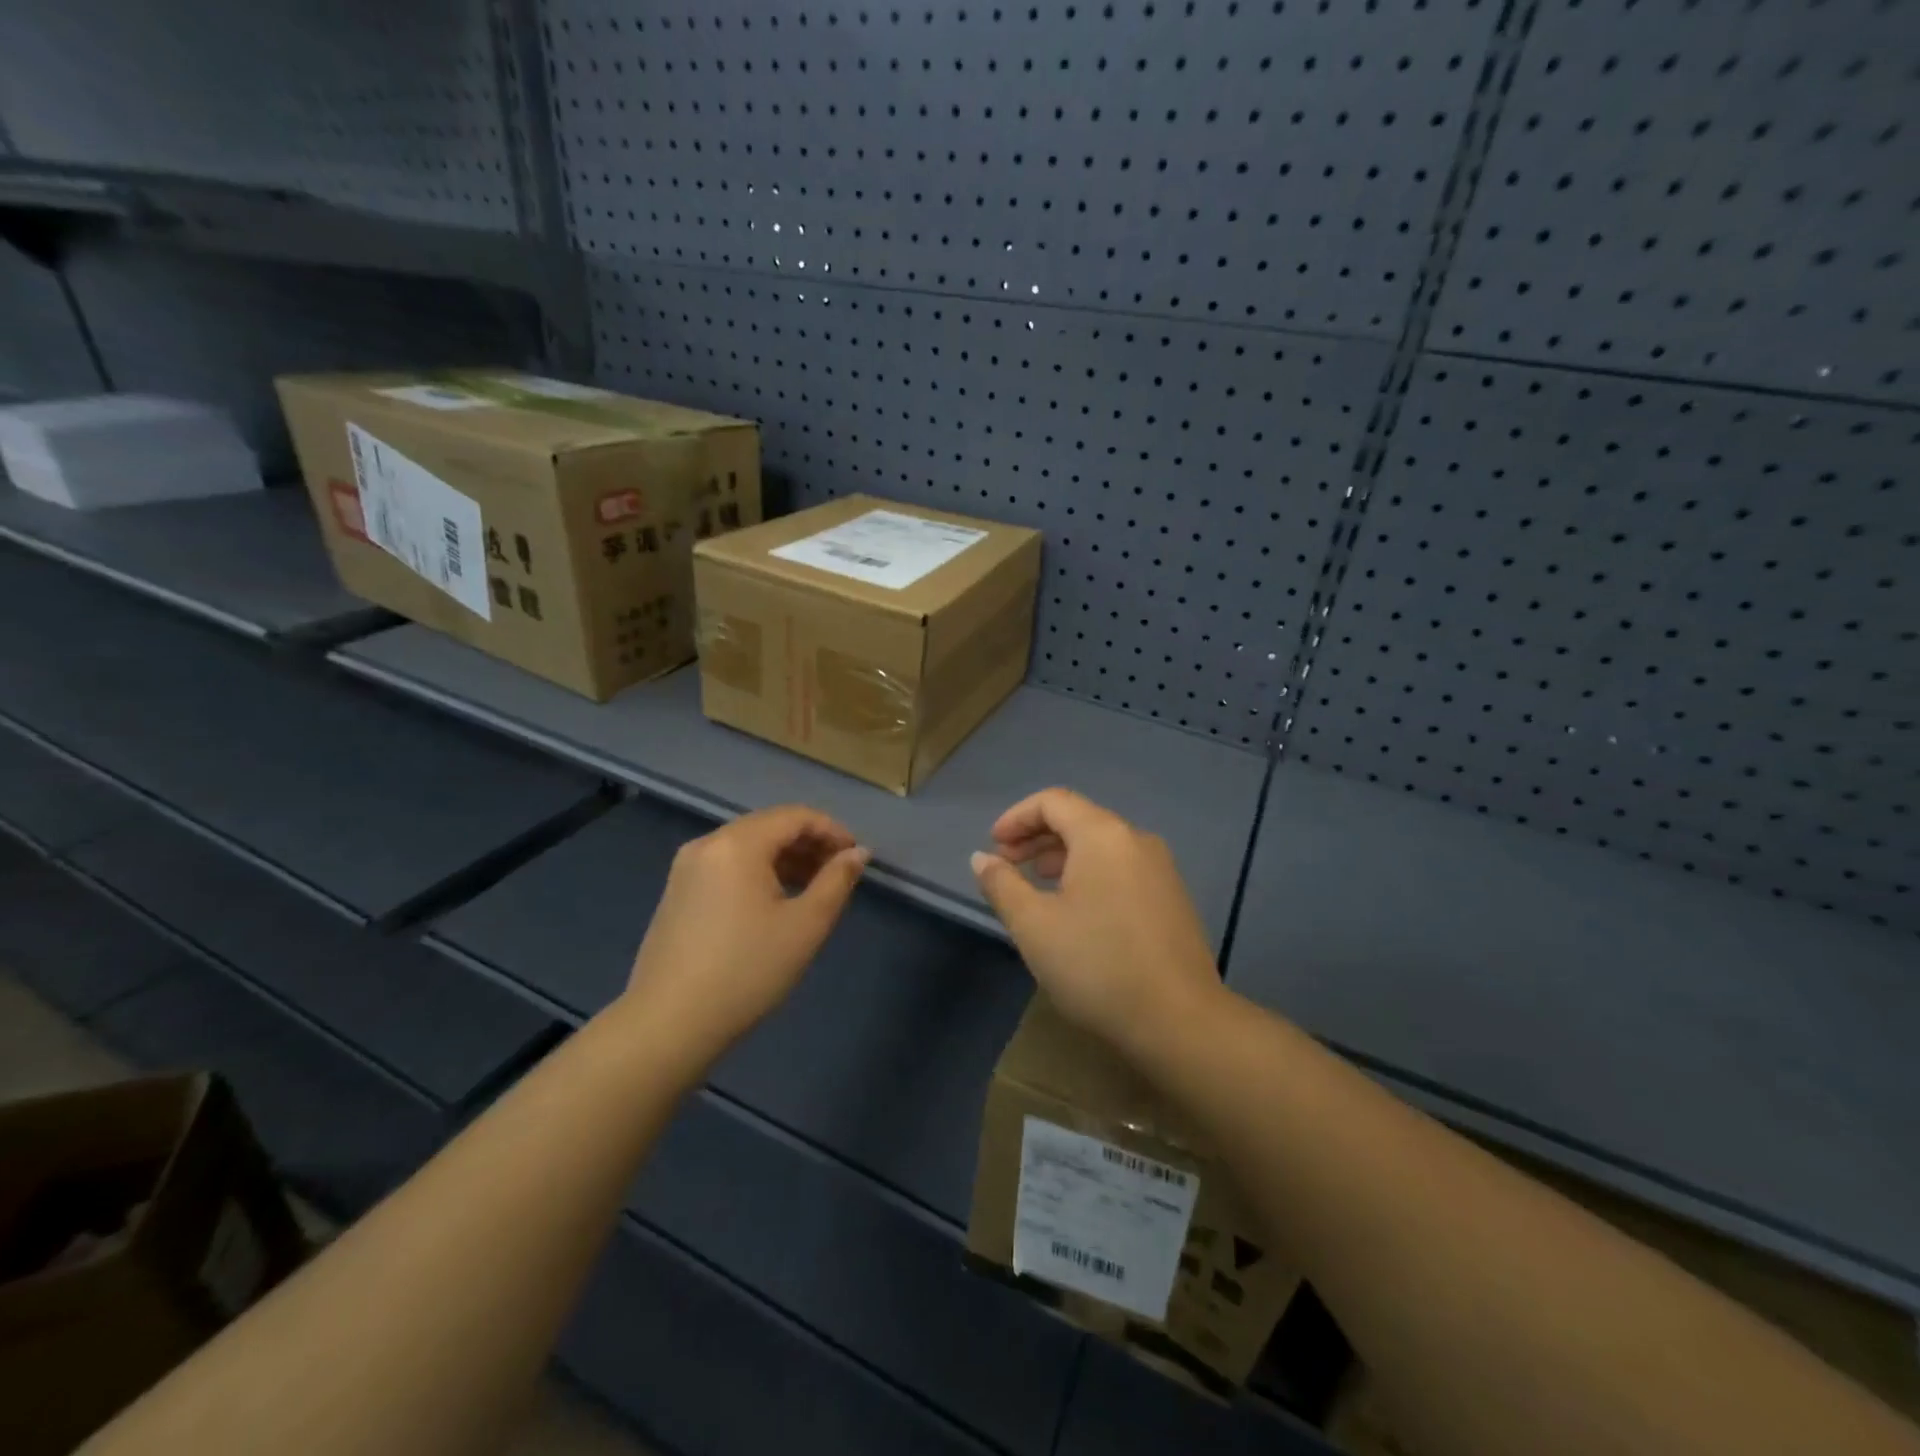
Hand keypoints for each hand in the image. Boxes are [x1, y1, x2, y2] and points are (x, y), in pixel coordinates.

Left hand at [624, 806, 868, 1057]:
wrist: (668, 1024)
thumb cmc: (747, 970)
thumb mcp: (805, 926)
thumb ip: (837, 881)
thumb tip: (858, 853)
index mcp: (738, 844)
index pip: (795, 816)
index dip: (832, 830)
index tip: (856, 858)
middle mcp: (708, 843)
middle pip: (769, 826)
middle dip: (809, 843)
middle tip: (839, 873)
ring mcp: (686, 868)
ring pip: (747, 846)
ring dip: (785, 858)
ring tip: (813, 889)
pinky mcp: (677, 892)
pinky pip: (727, 865)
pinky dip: (758, 872)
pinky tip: (775, 903)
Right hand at [971, 789, 1222, 1056]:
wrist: (1179, 1020)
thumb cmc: (1097, 964)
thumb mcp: (1034, 925)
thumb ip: (1002, 885)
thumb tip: (982, 858)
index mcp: (1103, 835)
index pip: (1053, 801)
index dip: (1016, 817)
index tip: (993, 846)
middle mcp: (1136, 840)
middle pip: (1079, 819)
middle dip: (1036, 838)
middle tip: (1007, 866)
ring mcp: (1161, 869)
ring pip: (1101, 846)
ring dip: (1062, 857)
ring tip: (1037, 888)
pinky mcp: (1172, 898)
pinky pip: (1121, 868)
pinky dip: (1090, 874)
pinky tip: (1076, 911)